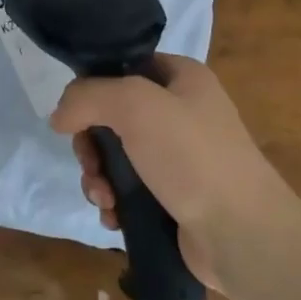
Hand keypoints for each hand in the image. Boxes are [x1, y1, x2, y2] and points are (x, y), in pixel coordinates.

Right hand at [50, 54, 284, 291]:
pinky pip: (130, 190)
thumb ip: (87, 97)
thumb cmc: (192, 156)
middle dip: (91, 144)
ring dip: (98, 176)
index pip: (126, 65)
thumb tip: (58, 116)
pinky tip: (113, 216)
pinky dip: (115, 201)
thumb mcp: (134, 105)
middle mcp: (182, 112)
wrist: (242, 234)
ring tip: (103, 198)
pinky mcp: (175, 197)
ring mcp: (179, 157)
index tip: (75, 113)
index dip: (95, 85)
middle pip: (113, 115)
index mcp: (183, 78)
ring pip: (117, 156)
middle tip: (90, 165)